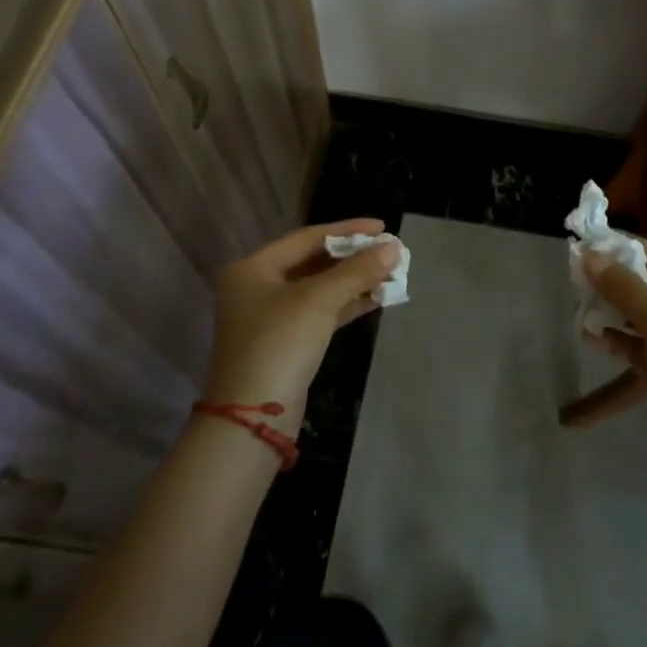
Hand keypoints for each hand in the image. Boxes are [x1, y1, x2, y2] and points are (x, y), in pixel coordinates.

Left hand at [206, 220, 401, 418]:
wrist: (253, 418)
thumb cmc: (279, 345)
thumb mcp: (319, 301)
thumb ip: (357, 271)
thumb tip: (393, 248)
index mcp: (253, 268)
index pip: (307, 238)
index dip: (347, 231)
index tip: (382, 228)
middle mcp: (258, 287)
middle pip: (313, 262)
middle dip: (353, 257)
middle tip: (389, 251)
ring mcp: (271, 317)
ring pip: (320, 289)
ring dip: (354, 281)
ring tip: (391, 273)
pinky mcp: (286, 343)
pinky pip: (321, 313)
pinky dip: (347, 304)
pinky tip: (376, 298)